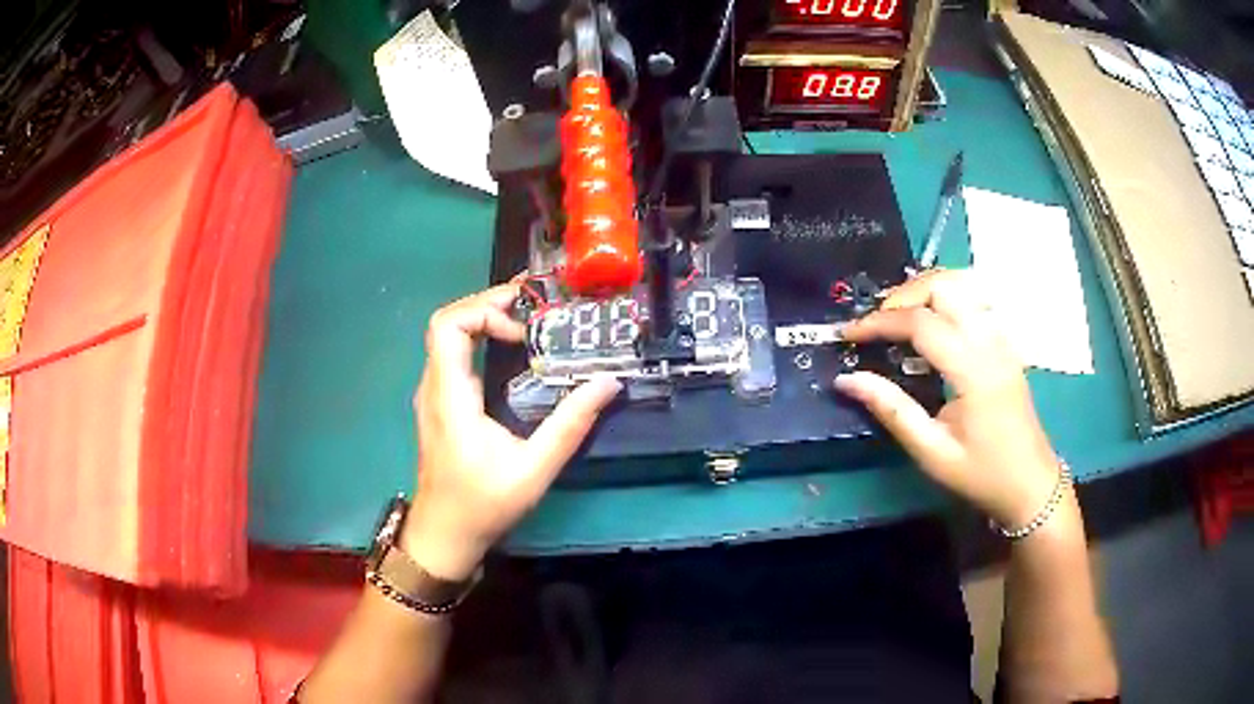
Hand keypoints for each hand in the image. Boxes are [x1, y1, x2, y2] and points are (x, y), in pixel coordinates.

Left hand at [403, 284, 621, 580]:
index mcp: (450, 397)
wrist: (442, 536)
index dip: (484, 311)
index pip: (447, 327)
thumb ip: (570, 425)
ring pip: (448, 338)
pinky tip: (508, 349)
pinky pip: (452, 355)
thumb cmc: (482, 506)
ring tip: (525, 318)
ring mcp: (433, 395)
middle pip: (446, 323)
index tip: (522, 330)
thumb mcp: (534, 469)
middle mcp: (434, 388)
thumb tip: (608, 383)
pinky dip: (479, 339)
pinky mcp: (439, 404)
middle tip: (531, 303)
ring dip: (483, 319)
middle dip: (488, 304)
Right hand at [835, 270, 1062, 528]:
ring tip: (898, 317)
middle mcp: (990, 342)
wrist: (1030, 483)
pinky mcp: (1004, 342)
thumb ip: (892, 410)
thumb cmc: (981, 474)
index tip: (849, 334)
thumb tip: (847, 379)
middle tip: (876, 323)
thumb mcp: (932, 452)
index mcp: (973, 370)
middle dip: (903, 295)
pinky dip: (944, 298)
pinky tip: (930, 323)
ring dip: (925, 291)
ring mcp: (1001, 338)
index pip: (922, 323)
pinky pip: (973, 300)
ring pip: (962, 285)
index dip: (881, 322)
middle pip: (945, 287)